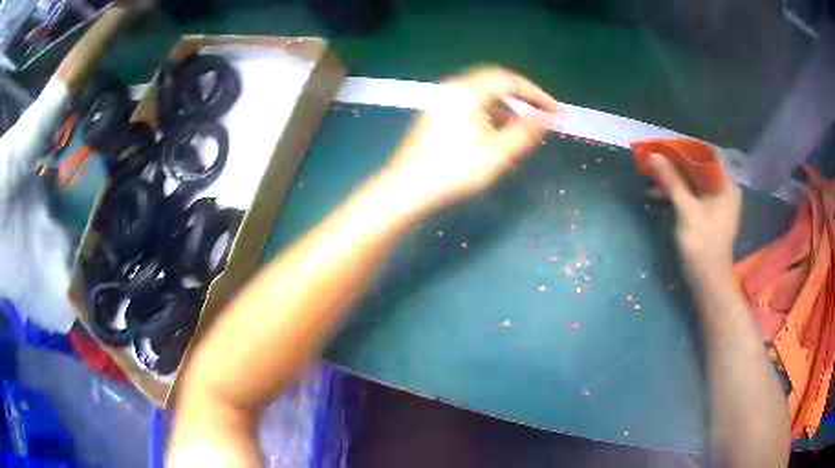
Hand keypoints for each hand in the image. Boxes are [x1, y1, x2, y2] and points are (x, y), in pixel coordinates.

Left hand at [383, 66, 557, 210]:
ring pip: (482, 97)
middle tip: (541, 115)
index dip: (535, 93)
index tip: (554, 110)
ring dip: (506, 109)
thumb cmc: (454, 171)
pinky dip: (489, 117)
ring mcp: (442, 103)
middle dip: (521, 99)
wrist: (406, 190)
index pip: (508, 80)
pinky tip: (496, 136)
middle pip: (494, 84)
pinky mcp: (436, 117)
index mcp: (467, 91)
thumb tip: (547, 118)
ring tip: (522, 131)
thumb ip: (525, 132)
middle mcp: (453, 90)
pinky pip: (470, 107)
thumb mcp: (497, 153)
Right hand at [649, 153, 741, 285]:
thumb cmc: (703, 245)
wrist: (708, 282)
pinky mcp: (706, 214)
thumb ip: (672, 182)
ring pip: (692, 181)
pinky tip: (658, 194)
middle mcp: (722, 189)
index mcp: (725, 185)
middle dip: (675, 164)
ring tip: (651, 177)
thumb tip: (654, 155)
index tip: (663, 146)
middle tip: (653, 160)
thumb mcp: (687, 211)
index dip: (684, 148)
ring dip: (672, 179)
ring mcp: (714, 203)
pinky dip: (676, 193)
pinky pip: (690, 195)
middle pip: (697, 168)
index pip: (705, 156)